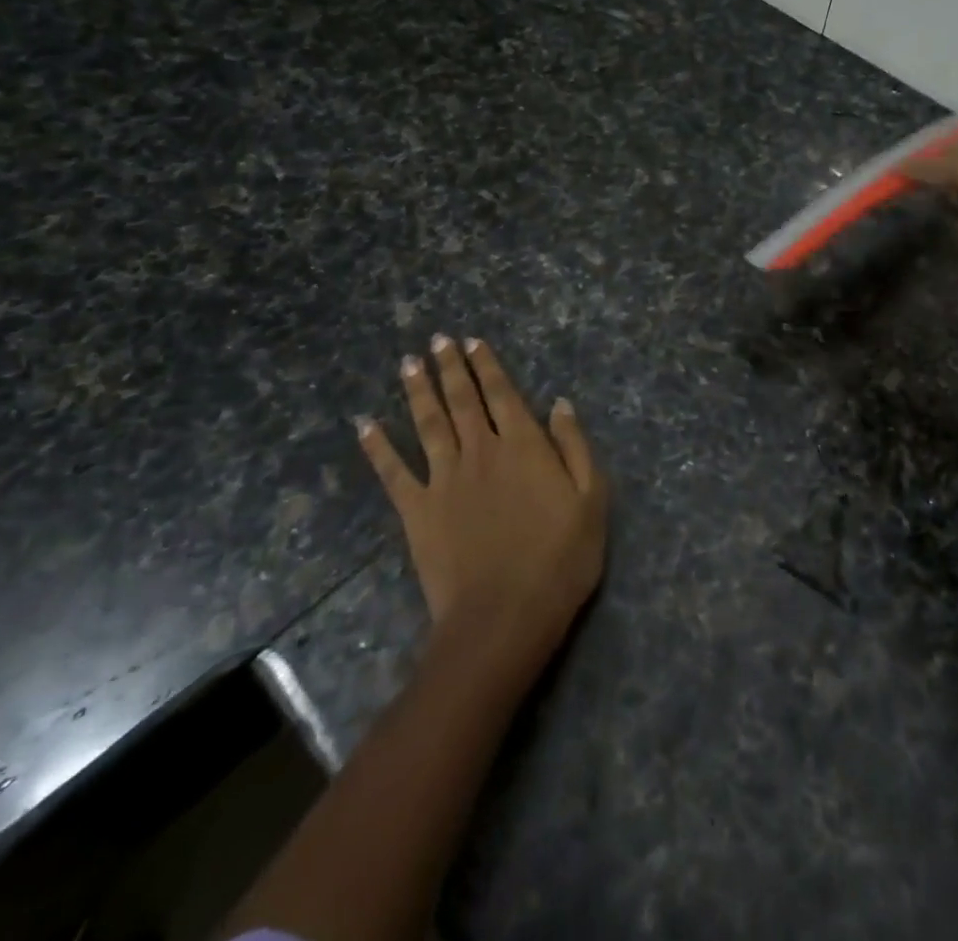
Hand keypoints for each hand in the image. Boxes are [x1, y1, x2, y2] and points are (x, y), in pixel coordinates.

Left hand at [355, 336, 607, 669]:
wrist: (504, 616)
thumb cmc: (560, 559)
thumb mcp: (592, 499)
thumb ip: (575, 446)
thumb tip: (559, 404)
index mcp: (524, 445)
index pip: (503, 394)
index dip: (487, 365)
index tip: (473, 342)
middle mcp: (481, 451)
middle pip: (463, 400)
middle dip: (451, 367)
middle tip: (438, 340)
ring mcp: (444, 479)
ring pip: (429, 423)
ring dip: (419, 391)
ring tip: (409, 363)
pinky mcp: (417, 511)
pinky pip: (393, 472)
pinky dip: (377, 447)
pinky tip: (365, 425)